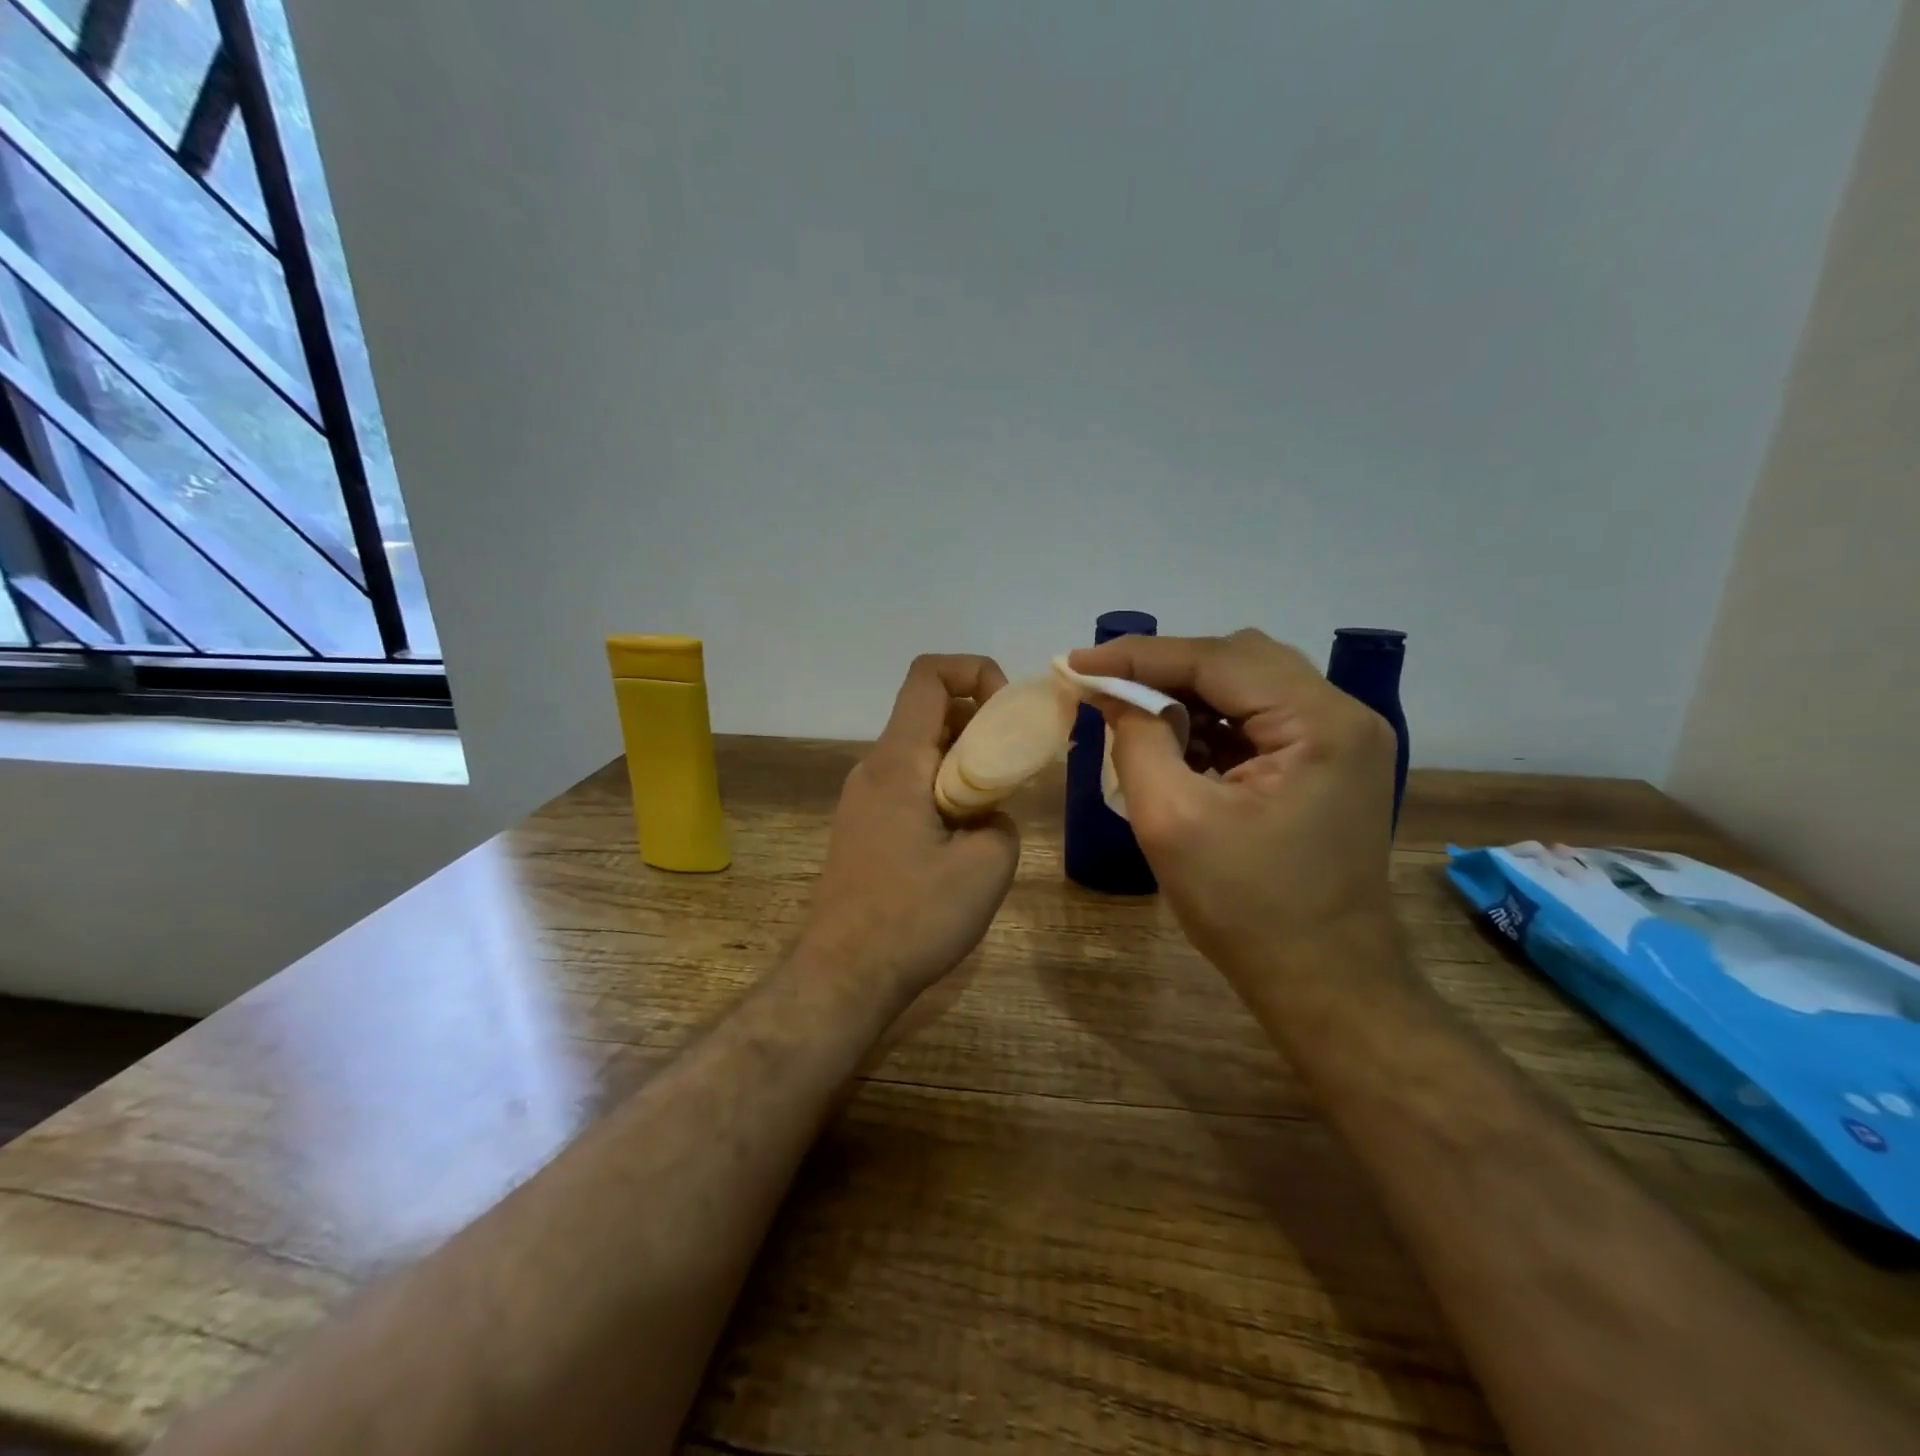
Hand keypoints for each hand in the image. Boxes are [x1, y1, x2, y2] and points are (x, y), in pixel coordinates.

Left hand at [804, 655, 1021, 998]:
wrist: (843, 976)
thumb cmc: (914, 918)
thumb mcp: (987, 866)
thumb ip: (1002, 820)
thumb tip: (990, 814)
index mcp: (897, 762)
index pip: (929, 676)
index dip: (976, 672)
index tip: (1008, 714)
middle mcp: (873, 768)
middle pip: (929, 712)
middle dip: (980, 722)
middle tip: (1017, 763)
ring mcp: (863, 799)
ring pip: (921, 751)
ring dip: (964, 760)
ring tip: (997, 804)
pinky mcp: (864, 827)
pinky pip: (909, 784)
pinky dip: (944, 788)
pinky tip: (965, 836)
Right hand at [1067, 629, 1396, 986]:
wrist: (1324, 983)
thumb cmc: (1246, 910)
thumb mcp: (1171, 820)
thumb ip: (1136, 740)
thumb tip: (1108, 692)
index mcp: (1320, 724)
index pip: (1217, 660)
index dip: (1138, 655)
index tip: (1074, 662)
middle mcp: (1344, 716)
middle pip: (1238, 661)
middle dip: (1163, 670)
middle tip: (1102, 687)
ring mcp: (1342, 739)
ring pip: (1249, 685)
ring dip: (1186, 695)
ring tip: (1131, 714)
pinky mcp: (1329, 763)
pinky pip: (1260, 719)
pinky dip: (1212, 723)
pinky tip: (1175, 742)